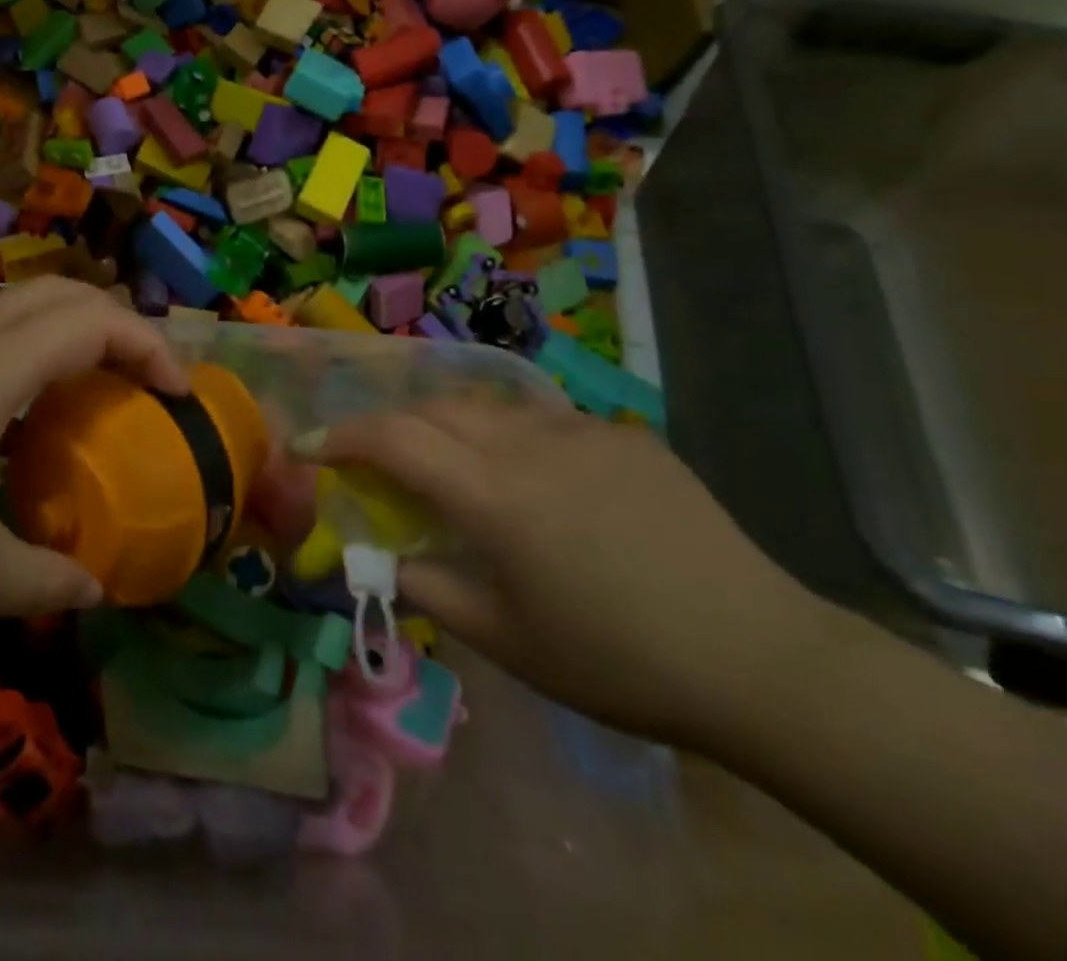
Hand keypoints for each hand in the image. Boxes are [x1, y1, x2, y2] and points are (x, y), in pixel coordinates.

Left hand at [0, 279, 187, 618]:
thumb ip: (40, 579)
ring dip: (78, 329)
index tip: (179, 395)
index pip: (93, 322)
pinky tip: (31, 407)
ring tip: (103, 387)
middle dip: (121, 325)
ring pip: (26, 303)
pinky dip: (39, 344)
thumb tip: (99, 589)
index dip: (150, 347)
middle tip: (149, 383)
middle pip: (65, 294)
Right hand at [302, 398, 837, 746]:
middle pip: (434, 407)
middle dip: (392, 425)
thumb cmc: (617, 661)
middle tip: (380, 462)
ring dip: (452, 428)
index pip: (391, 439)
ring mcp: (580, 430)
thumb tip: (383, 559)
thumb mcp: (507, 640)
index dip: (339, 437)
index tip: (307, 446)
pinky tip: (540, 483)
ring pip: (488, 406)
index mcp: (492, 495)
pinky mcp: (623, 435)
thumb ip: (430, 588)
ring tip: (457, 470)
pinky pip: (546, 421)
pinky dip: (513, 439)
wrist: (759, 657)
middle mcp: (527, 443)